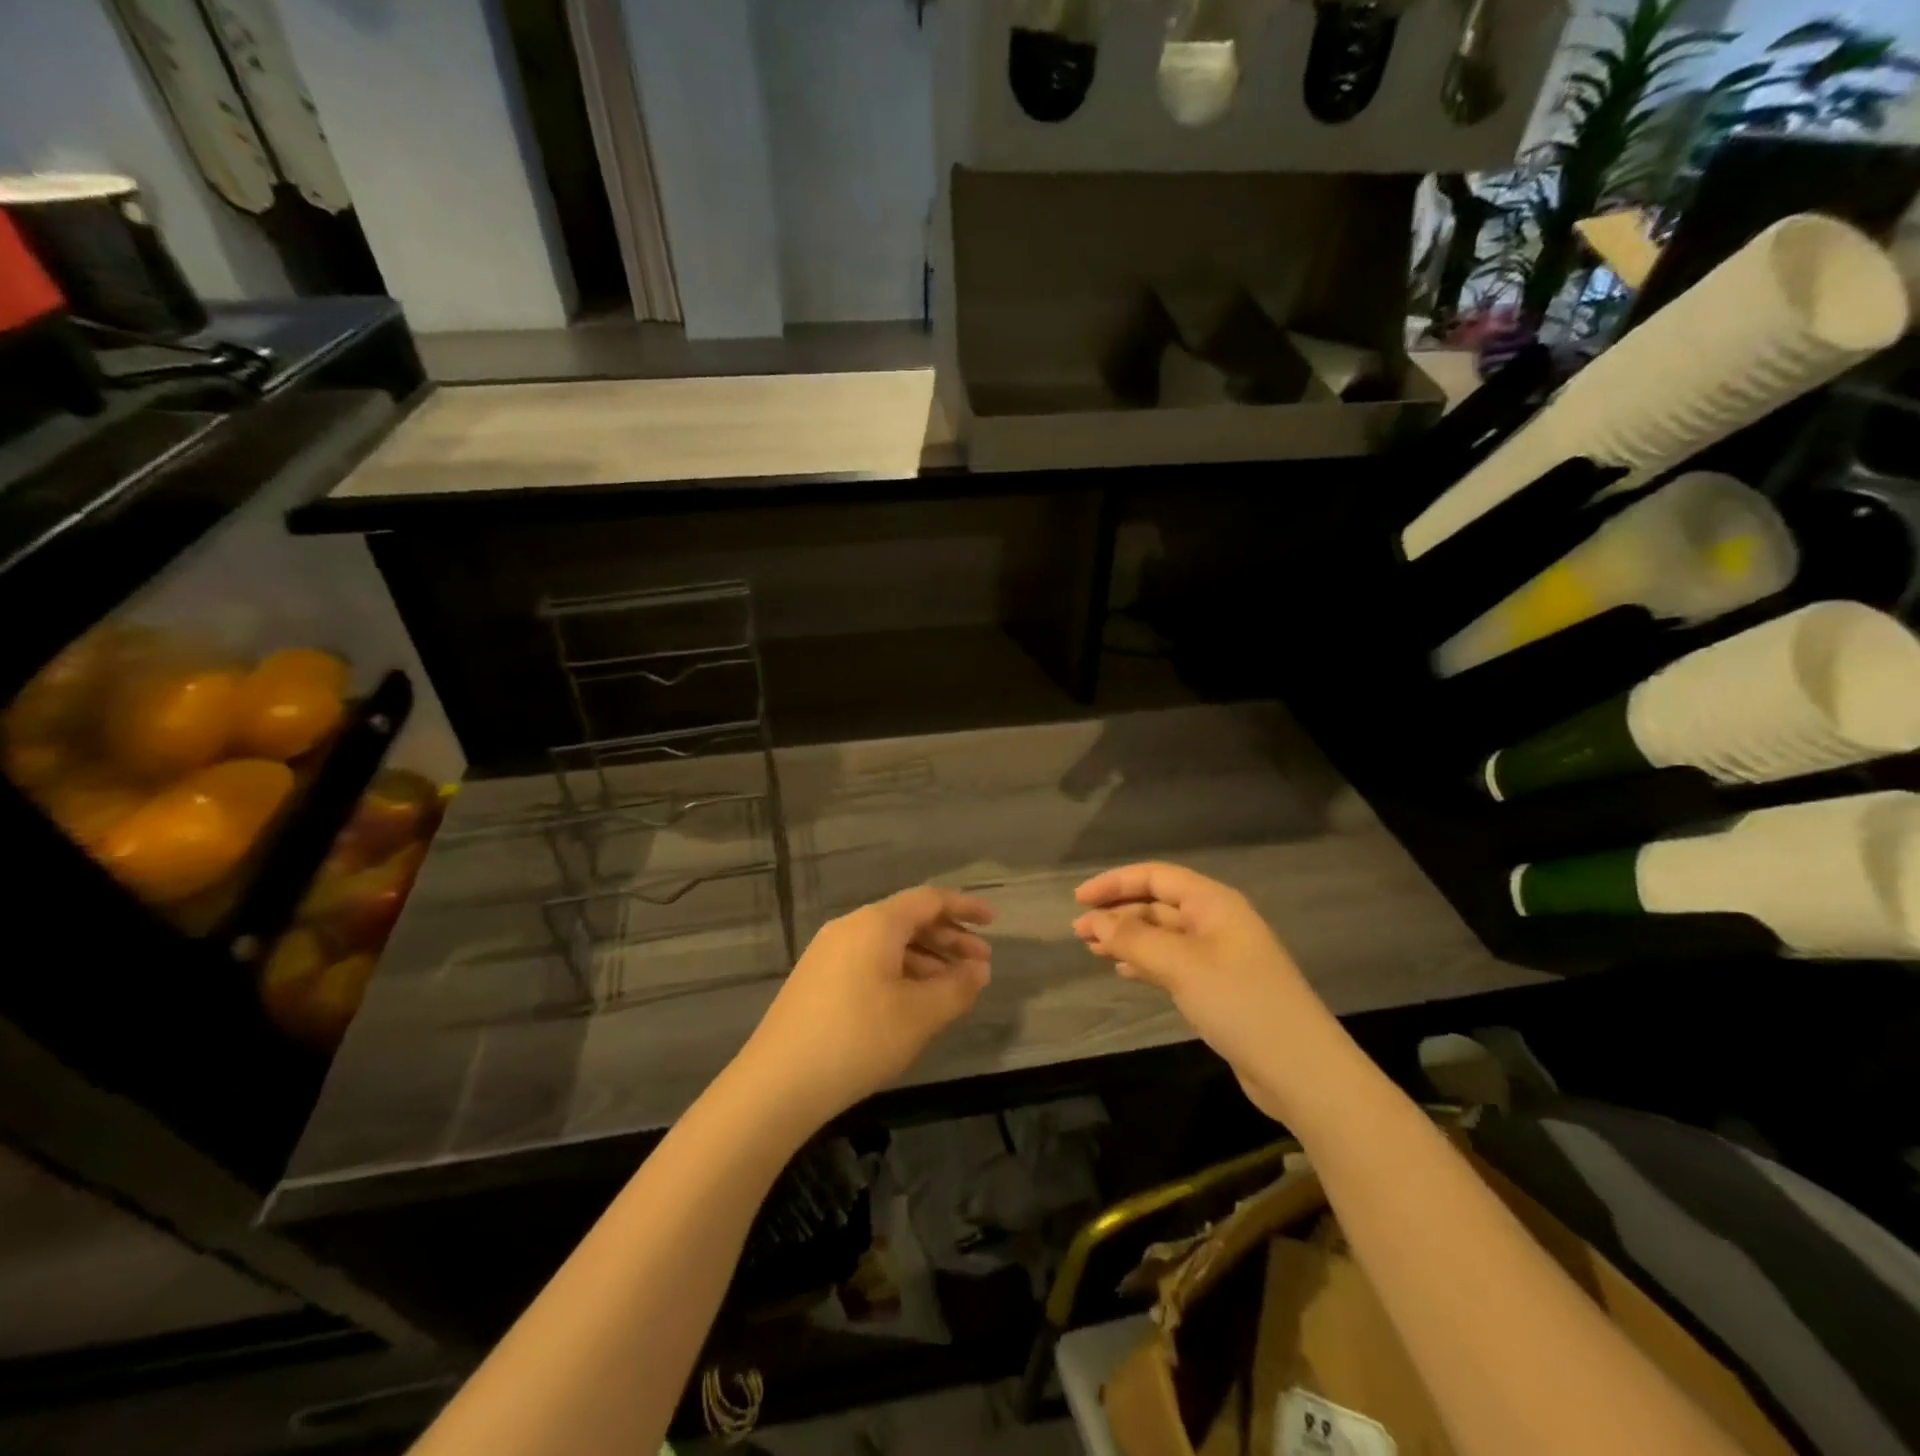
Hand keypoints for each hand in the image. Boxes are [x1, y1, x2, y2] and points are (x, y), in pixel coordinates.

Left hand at [736, 887, 992, 1126]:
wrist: (776, 1084)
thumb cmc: (857, 1039)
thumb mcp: (919, 1016)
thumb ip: (956, 988)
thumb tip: (978, 971)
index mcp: (875, 924)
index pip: (928, 900)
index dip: (964, 908)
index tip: (993, 922)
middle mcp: (850, 928)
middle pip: (909, 920)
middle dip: (949, 939)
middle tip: (981, 966)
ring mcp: (828, 953)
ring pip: (889, 944)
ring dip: (926, 959)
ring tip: (954, 988)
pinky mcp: (817, 980)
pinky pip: (869, 961)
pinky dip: (900, 972)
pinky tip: (914, 1002)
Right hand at [1073, 862, 1343, 1122]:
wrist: (1302, 1071)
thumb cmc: (1241, 1004)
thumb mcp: (1181, 966)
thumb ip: (1134, 939)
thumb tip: (1093, 920)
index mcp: (1214, 904)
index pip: (1157, 877)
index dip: (1115, 883)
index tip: (1079, 900)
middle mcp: (1217, 922)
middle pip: (1158, 904)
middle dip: (1118, 913)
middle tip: (1079, 932)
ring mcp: (1220, 956)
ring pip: (1163, 935)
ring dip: (1128, 938)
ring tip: (1091, 949)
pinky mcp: (1220, 987)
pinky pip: (1173, 962)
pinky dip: (1145, 962)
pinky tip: (1123, 971)